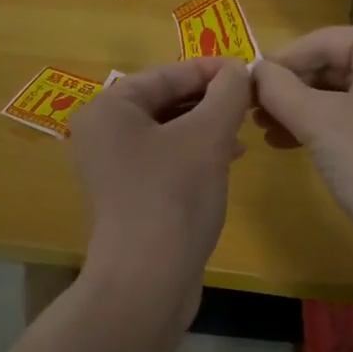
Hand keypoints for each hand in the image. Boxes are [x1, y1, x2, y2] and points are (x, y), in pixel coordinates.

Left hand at [67, 57, 250, 291]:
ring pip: (168, 131)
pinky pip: (165, 159)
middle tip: (250, 100)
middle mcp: (102, 132)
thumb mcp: (207, 136)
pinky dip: (195, 153)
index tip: (247, 70)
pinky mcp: (127, 195)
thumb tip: (238, 70)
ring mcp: (112, 167)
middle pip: (164, 101)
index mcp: (109, 109)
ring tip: (243, 130)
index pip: (165, 74)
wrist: (147, 281)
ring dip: (206, 126)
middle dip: (209, 100)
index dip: (210, 69)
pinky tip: (227, 159)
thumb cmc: (173, 195)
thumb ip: (226, 94)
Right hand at [253, 28, 352, 259]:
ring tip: (261, 127)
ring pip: (338, 95)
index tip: (245, 81)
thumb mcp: (318, 119)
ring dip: (297, 108)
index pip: (325, 41)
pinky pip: (349, 119)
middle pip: (332, 65)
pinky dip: (317, 127)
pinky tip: (284, 142)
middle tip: (249, 107)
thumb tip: (253, 70)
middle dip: (289, 87)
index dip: (282, 59)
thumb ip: (280, 88)